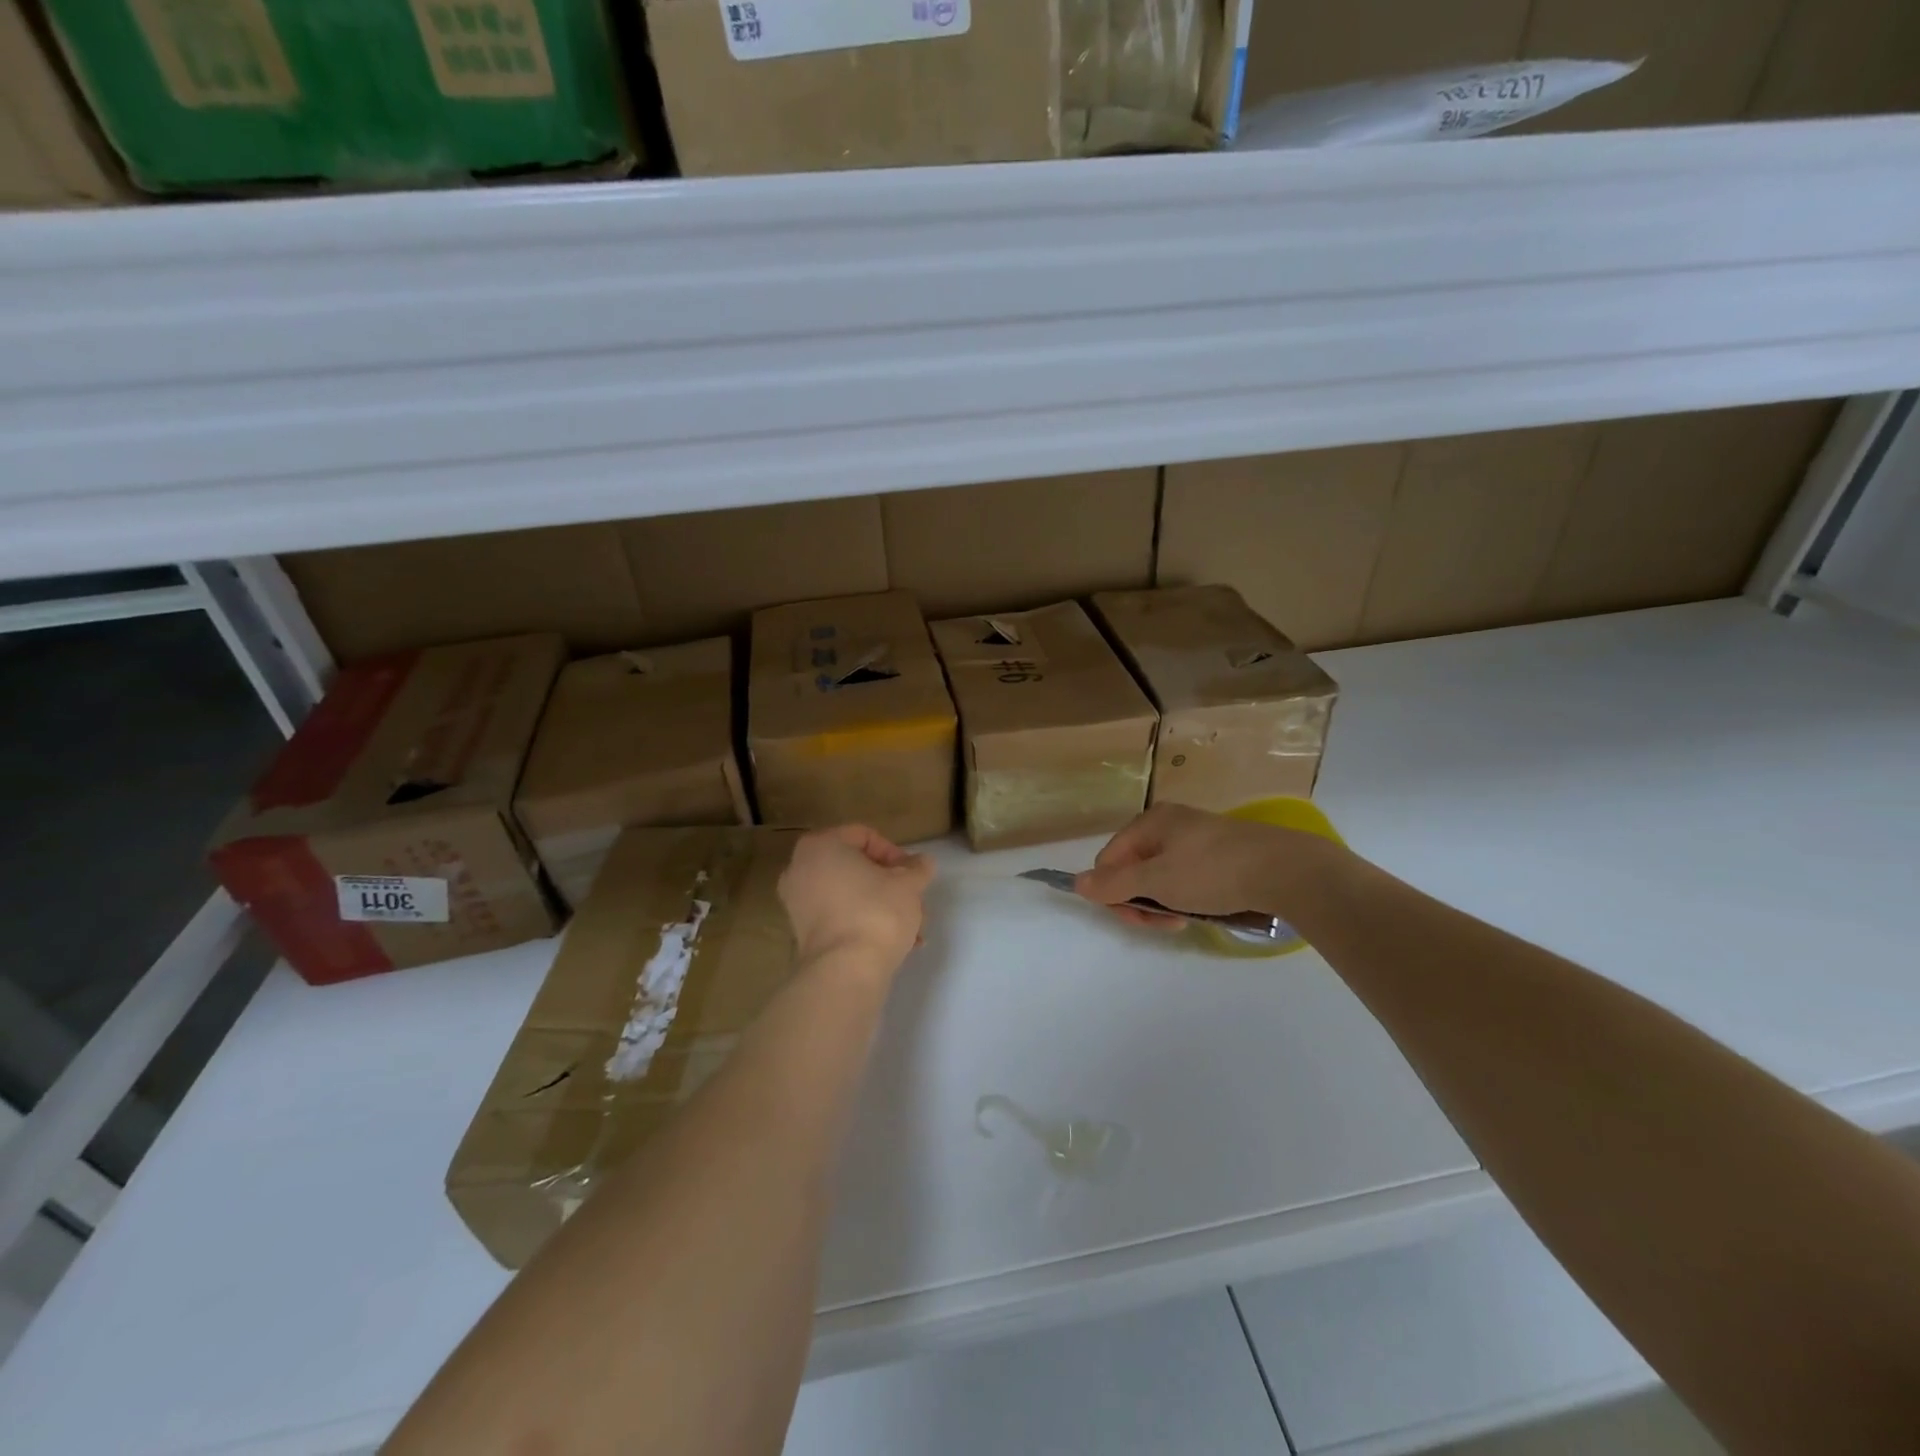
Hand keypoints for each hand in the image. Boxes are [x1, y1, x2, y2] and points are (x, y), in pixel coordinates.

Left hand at [778, 825, 934, 971]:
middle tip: (914, 902)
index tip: (913, 875)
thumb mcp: (908, 884)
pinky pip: (839, 916)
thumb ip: (917, 868)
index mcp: (820, 845)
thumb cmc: (876, 912)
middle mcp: (800, 868)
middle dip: (890, 885)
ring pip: (850, 894)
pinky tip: (894, 944)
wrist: (845, 971)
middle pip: (857, 867)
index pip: (865, 836)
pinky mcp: (802, 932)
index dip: (895, 854)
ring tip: (912, 930)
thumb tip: (921, 863)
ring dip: (882, 906)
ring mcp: (797, 902)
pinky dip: (863, 923)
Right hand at [1075, 803, 1344, 929]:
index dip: (1115, 892)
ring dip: (1165, 903)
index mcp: (1150, 822)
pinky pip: (1187, 877)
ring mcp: (1197, 838)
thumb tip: (1076, 883)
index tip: (1138, 917)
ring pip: (1161, 877)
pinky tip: (1204, 910)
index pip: (1109, 860)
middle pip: (1134, 869)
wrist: (1287, 870)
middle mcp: (1170, 824)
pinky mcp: (1221, 853)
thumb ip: (1114, 885)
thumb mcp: (1157, 881)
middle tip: (1166, 923)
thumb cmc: (1213, 871)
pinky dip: (1188, 897)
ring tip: (1186, 919)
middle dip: (1142, 901)